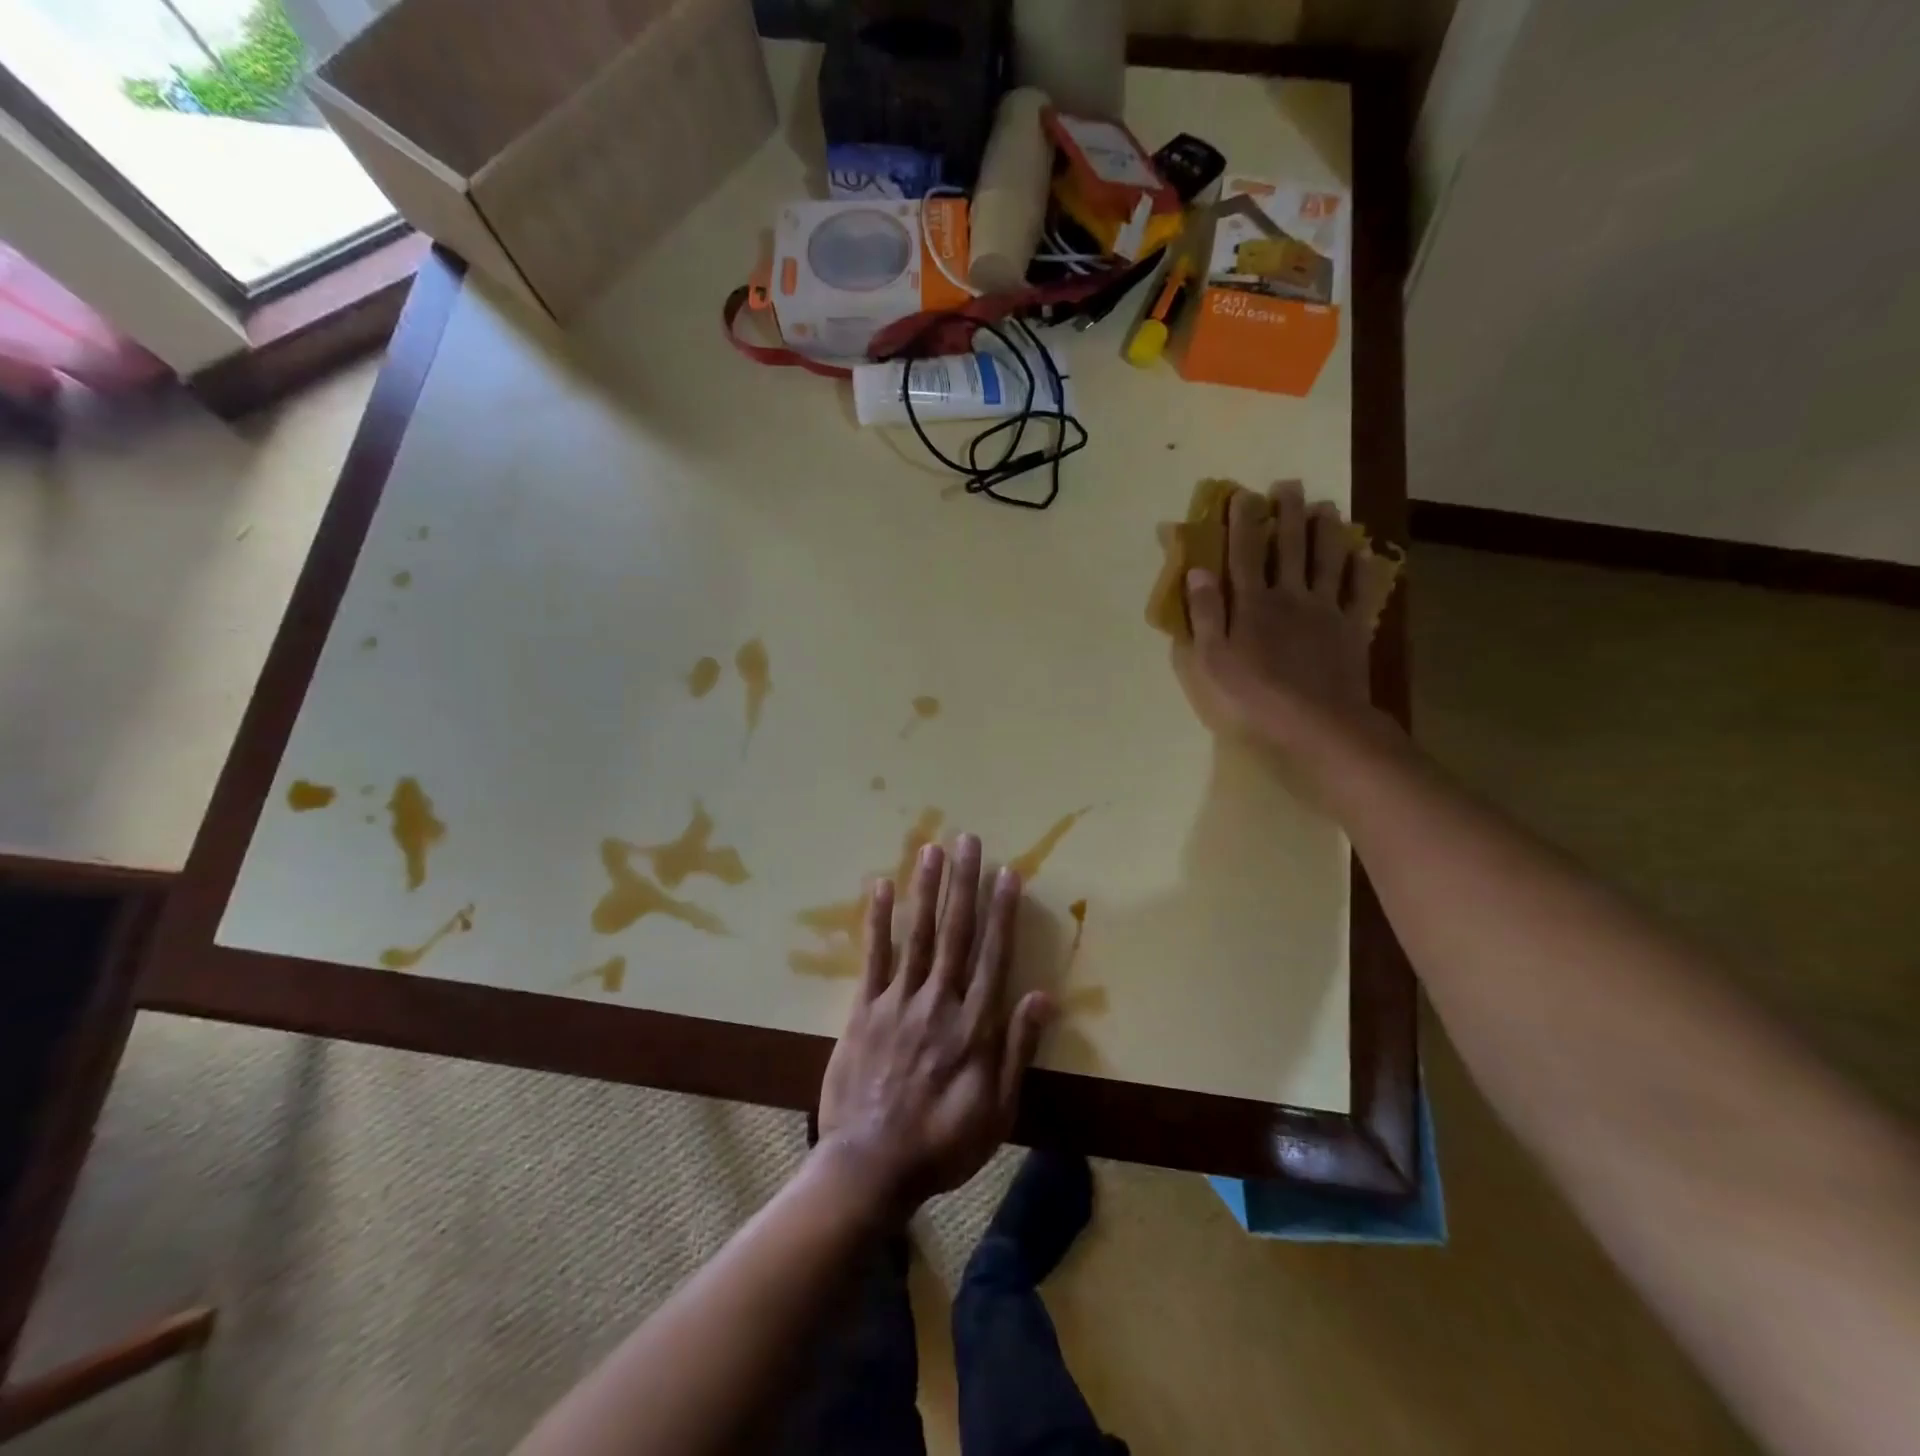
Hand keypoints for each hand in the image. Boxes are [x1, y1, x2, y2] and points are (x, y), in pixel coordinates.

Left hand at [817, 834, 1054, 1216]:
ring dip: (926, 889)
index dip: (1003, 912)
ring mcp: (899, 1002)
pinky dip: (878, 921)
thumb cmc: (943, 1143)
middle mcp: (940, 1002)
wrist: (871, 1165)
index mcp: (975, 1026)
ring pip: (918, 935)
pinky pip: (873, 958)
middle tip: (968, 841)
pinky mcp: (864, 1009)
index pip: (994, 956)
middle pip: (957, 933)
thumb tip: (1043, 997)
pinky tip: (881, 888)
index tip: (1007, 873)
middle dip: (964, 884)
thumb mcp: (997, 1111)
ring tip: (931, 848)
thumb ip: (1018, 1051)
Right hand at [1178, 481, 1398, 754]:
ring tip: (1327, 506)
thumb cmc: (1255, 694)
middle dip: (1288, 513)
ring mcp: (1326, 609)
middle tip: (1289, 484)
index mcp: (1253, 603)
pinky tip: (1365, 555)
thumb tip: (1199, 570)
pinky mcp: (1352, 628)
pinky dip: (1364, 571)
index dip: (1242, 522)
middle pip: (1289, 546)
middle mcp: (1290, 595)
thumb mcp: (1213, 659)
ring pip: (1327, 560)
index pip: (1244, 553)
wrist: (1317, 721)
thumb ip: (1206, 613)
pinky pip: (1360, 592)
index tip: (1243, 494)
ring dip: (1327, 530)